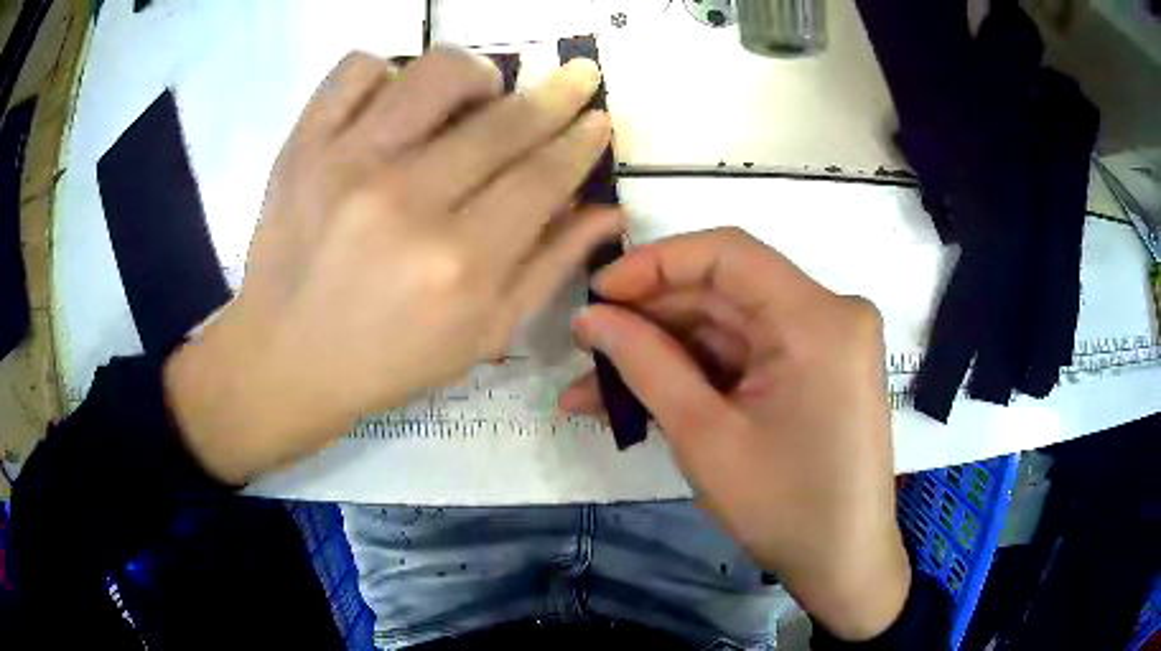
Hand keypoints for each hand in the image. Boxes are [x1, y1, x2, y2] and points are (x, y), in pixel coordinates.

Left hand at [164, 49, 622, 484]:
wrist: (283, 360)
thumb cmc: (387, 361)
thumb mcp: (482, 336)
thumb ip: (550, 267)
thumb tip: (607, 210)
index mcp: (461, 265)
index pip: (544, 174)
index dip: (582, 139)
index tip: (598, 116)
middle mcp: (407, 203)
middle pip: (505, 119)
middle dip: (558, 92)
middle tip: (576, 77)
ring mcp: (347, 164)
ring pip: (436, 72)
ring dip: (478, 72)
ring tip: (480, 92)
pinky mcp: (303, 146)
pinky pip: (357, 69)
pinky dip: (388, 69)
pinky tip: (396, 100)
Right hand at [561, 228, 909, 640]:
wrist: (843, 563)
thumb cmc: (783, 508)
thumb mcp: (705, 437)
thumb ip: (644, 365)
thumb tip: (590, 317)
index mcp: (818, 318)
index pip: (728, 253)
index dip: (655, 263)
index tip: (598, 293)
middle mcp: (830, 313)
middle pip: (725, 292)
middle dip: (650, 320)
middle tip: (586, 347)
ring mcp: (825, 342)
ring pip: (729, 327)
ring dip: (664, 355)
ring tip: (593, 389)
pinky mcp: (815, 370)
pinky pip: (747, 356)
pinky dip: (697, 375)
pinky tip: (642, 399)